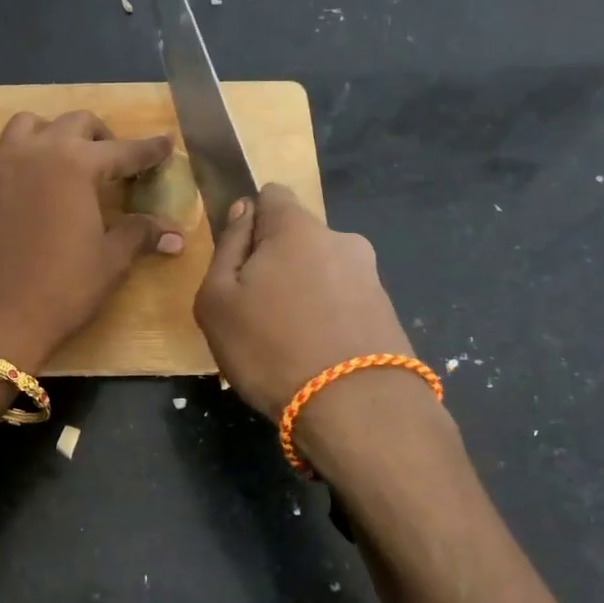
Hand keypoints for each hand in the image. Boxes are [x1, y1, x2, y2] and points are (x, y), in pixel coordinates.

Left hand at [0, 111, 184, 368]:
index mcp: (76, 164)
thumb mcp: (111, 261)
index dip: (149, 150)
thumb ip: (140, 235)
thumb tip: (176, 236)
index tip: (165, 145)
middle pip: (74, 124)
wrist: (0, 321)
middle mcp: (36, 154)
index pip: (123, 150)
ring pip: (22, 126)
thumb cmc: (64, 289)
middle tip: (115, 163)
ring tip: (61, 158)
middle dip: (101, 136)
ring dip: (46, 133)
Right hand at [194, 184, 415, 420]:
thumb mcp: (216, 299)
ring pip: (320, 271)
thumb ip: (226, 246)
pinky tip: (314, 355)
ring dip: (301, 293)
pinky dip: (325, 318)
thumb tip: (243, 211)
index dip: (249, 221)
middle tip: (255, 312)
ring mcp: (370, 276)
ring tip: (286, 342)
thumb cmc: (269, 347)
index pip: (271, 194)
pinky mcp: (387, 311)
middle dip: (275, 262)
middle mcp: (341, 239)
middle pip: (296, 237)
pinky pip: (342, 302)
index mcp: (297, 227)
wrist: (355, 408)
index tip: (237, 262)